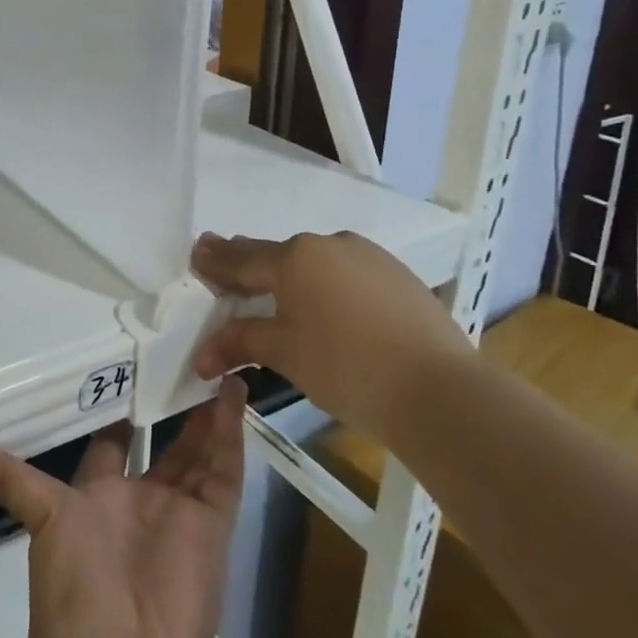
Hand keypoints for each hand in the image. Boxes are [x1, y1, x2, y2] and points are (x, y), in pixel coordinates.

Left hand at [0, 376, 246, 637]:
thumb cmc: (73, 587)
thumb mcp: (36, 515)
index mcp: (99, 495)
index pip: (112, 441)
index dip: (121, 408)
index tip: (130, 366)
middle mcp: (141, 499)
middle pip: (163, 442)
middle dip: (173, 405)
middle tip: (184, 357)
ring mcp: (179, 512)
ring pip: (198, 450)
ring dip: (208, 412)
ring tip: (216, 364)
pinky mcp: (212, 526)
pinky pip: (226, 472)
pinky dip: (233, 435)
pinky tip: (234, 393)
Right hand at [190, 231, 466, 439]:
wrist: (441, 392)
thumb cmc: (347, 368)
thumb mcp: (284, 353)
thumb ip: (240, 341)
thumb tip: (201, 356)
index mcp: (295, 257)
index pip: (241, 258)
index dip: (215, 260)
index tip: (196, 252)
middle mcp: (329, 244)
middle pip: (277, 255)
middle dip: (248, 263)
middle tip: (224, 265)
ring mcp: (369, 257)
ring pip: (315, 262)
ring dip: (290, 275)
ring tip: (274, 291)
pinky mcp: (398, 276)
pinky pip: (346, 273)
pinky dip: (326, 285)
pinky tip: (326, 307)